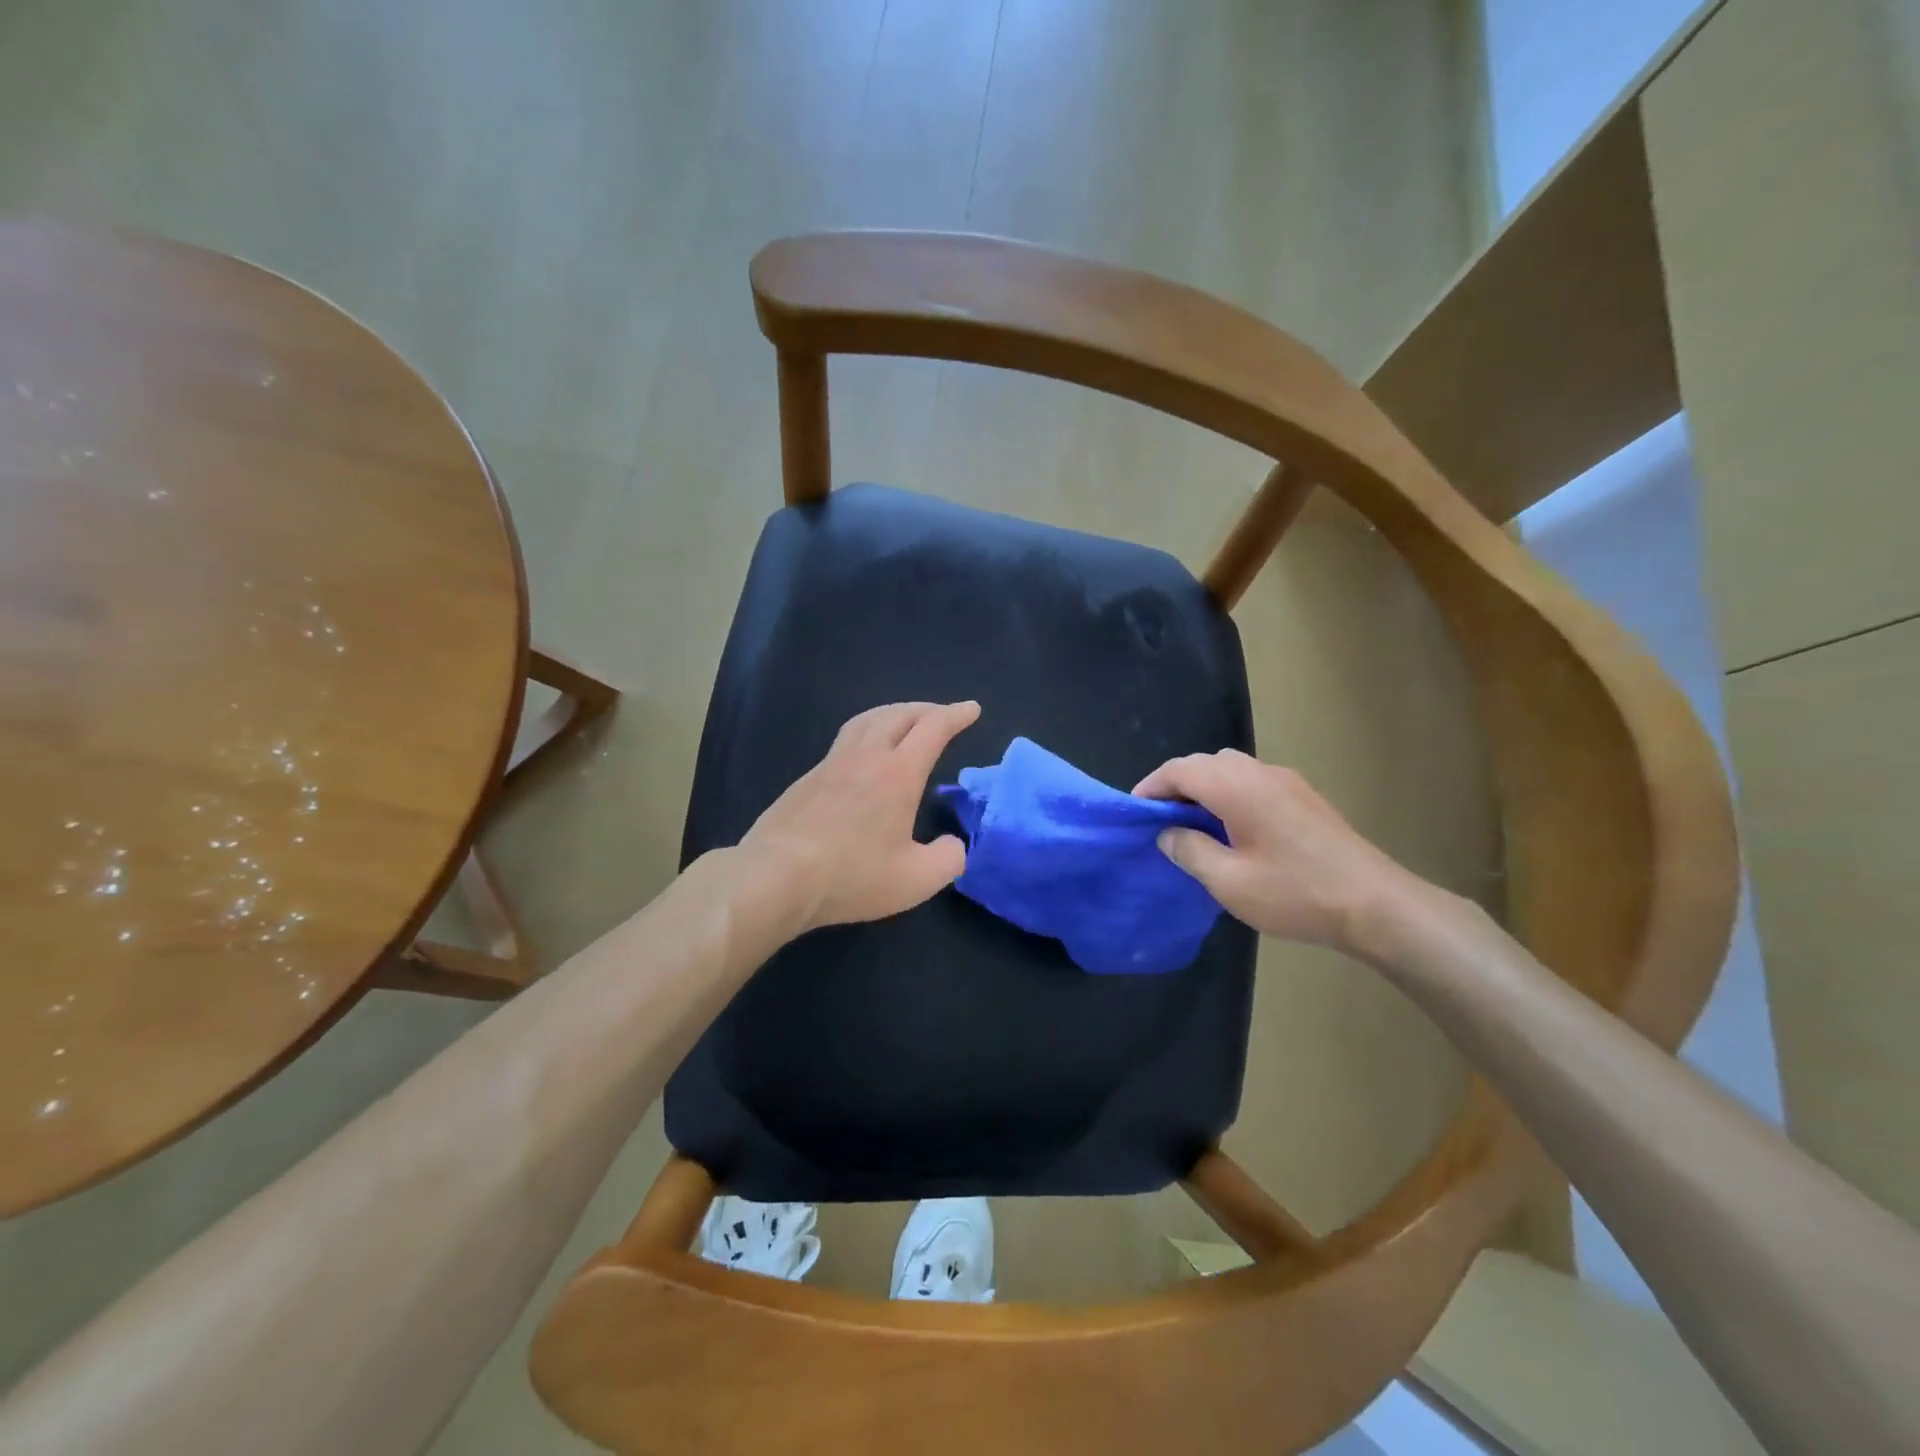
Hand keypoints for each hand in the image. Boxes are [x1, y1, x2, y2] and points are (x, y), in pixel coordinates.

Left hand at [741, 700, 980, 930]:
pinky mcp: (806, 779)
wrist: (775, 877)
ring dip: (893, 713)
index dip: (955, 715)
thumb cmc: (851, 876)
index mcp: (897, 774)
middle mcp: (865, 757)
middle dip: (926, 709)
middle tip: (942, 715)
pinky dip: (866, 733)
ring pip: (866, 720)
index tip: (972, 709)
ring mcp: (831, 764)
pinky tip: (864, 757)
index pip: (933, 728)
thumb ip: (947, 860)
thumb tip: (953, 845)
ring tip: (904, 722)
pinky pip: (844, 741)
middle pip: (898, 714)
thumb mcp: (916, 880)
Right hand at [1133, 750, 1424, 952]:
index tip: (1134, 812)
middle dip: (1176, 786)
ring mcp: (1287, 782)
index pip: (1180, 769)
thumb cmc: (1296, 893)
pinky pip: (1253, 782)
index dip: (1151, 786)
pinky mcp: (1305, 797)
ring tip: (1192, 826)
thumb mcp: (1229, 882)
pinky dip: (1230, 794)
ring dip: (1205, 789)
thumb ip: (1190, 851)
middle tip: (1160, 821)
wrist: (1376, 905)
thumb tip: (1167, 833)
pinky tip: (1232, 830)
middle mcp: (1261, 773)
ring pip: (1231, 770)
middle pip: (1205, 763)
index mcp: (1237, 787)